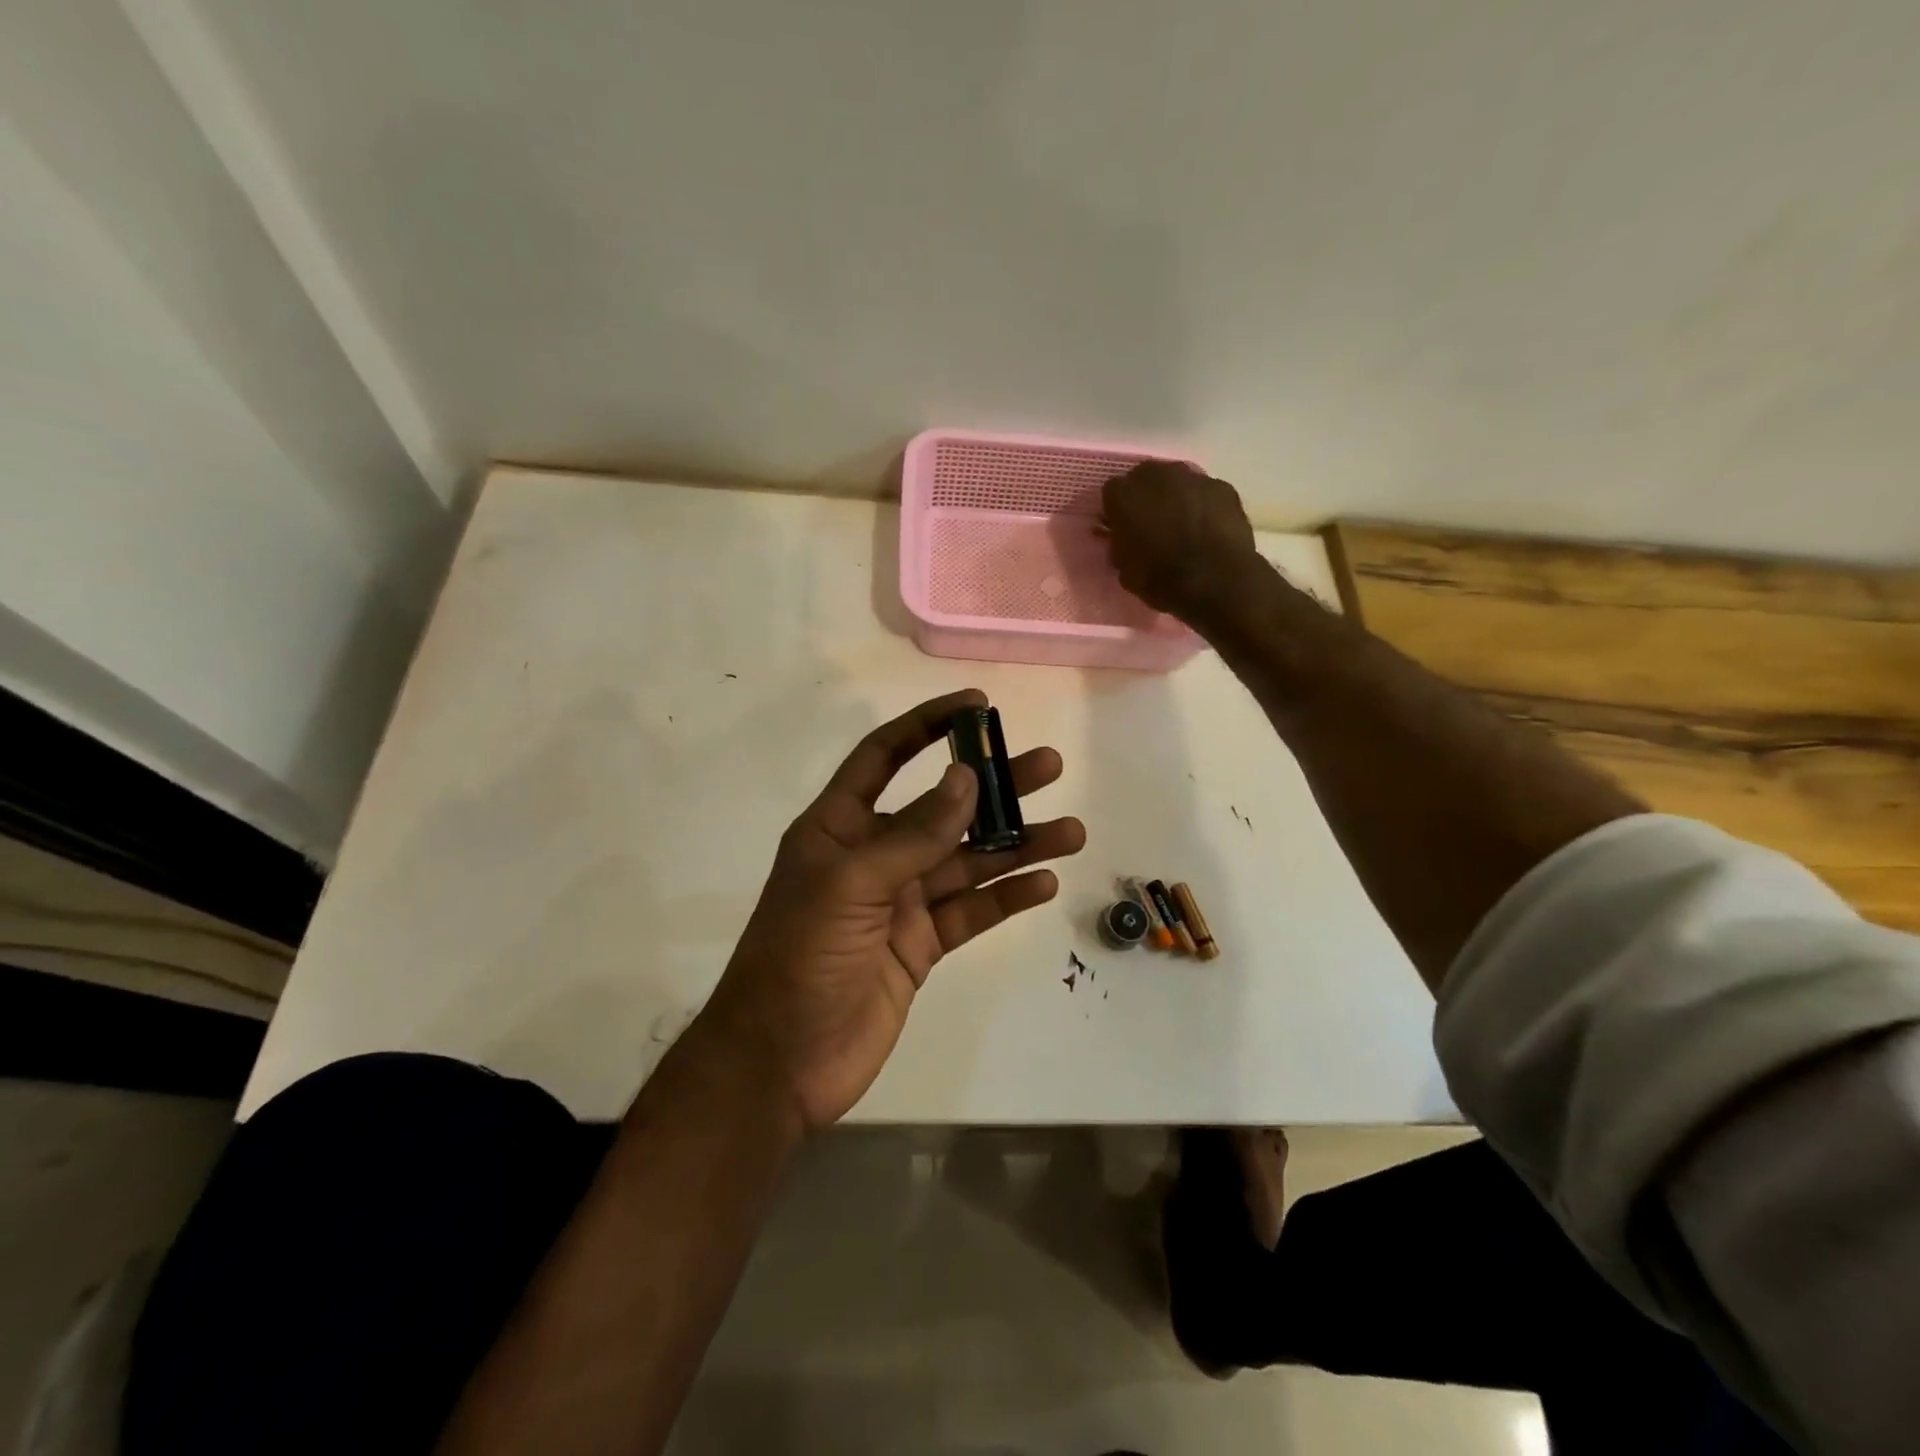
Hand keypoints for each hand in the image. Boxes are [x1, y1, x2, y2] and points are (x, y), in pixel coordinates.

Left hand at [697, 689, 1085, 1132]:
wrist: (780, 1062)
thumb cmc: (800, 958)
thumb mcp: (852, 885)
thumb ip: (913, 834)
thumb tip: (967, 777)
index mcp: (840, 826)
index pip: (885, 757)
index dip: (928, 725)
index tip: (977, 705)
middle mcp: (873, 855)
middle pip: (943, 808)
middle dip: (994, 787)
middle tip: (1049, 767)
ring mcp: (900, 902)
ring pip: (968, 862)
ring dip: (1016, 845)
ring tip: (1069, 832)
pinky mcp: (921, 945)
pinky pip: (971, 911)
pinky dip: (1006, 897)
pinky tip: (1043, 884)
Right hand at [1101, 461, 1265, 624]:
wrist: (1216, 582)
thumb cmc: (1161, 579)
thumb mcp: (1125, 570)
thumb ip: (1120, 545)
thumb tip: (1123, 538)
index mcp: (1123, 495)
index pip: (1112, 493)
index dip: (1117, 511)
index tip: (1122, 529)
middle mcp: (1156, 475)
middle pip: (1145, 478)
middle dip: (1146, 497)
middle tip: (1152, 524)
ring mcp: (1192, 477)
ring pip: (1177, 482)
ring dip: (1176, 498)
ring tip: (1183, 527)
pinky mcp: (1222, 486)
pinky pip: (1205, 492)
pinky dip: (1203, 505)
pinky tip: (1208, 529)